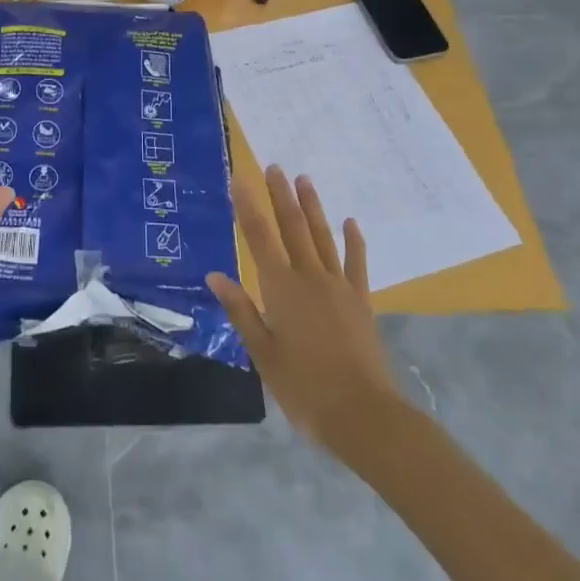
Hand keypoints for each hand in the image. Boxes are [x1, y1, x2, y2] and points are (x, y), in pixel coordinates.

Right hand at [207, 168, 404, 460]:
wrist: (363, 414)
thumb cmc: (303, 387)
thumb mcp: (262, 353)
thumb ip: (241, 311)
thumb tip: (216, 276)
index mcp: (281, 289)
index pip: (259, 237)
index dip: (248, 206)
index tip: (240, 178)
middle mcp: (309, 277)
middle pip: (293, 227)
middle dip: (281, 195)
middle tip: (274, 166)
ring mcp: (338, 287)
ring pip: (322, 237)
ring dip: (312, 207)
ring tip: (304, 179)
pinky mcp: (360, 301)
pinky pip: (356, 263)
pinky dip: (353, 241)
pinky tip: (350, 222)